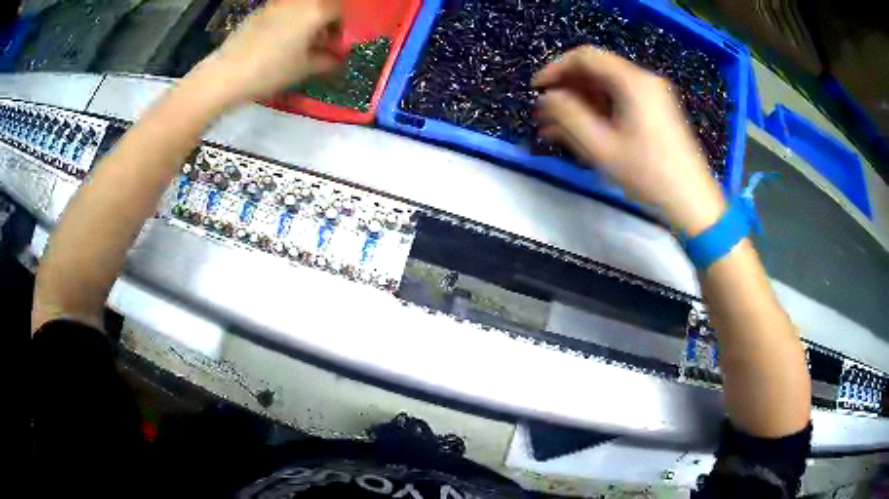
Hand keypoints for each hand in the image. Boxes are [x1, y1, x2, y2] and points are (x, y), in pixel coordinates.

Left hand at [187, 0, 342, 107]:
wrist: (227, 74)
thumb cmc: (271, 70)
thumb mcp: (304, 68)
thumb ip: (327, 60)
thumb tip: (338, 58)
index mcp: (315, 9)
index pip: (341, 11)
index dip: (344, 28)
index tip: (338, 45)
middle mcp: (298, 0)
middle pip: (322, 5)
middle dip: (326, 22)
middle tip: (322, 43)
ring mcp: (277, 3)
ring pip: (302, 7)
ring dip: (308, 21)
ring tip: (301, 43)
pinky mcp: (259, 11)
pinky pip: (284, 11)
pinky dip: (290, 21)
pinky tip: (280, 41)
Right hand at [532, 46, 725, 234]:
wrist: (691, 200)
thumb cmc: (648, 173)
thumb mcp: (601, 147)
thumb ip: (568, 116)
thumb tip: (548, 98)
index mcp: (632, 81)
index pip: (585, 57)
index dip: (555, 68)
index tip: (537, 89)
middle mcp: (643, 80)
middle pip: (596, 71)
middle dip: (566, 89)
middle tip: (544, 112)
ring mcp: (652, 95)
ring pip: (606, 88)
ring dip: (579, 103)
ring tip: (555, 127)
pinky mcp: (656, 111)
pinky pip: (620, 101)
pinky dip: (599, 112)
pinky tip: (581, 132)